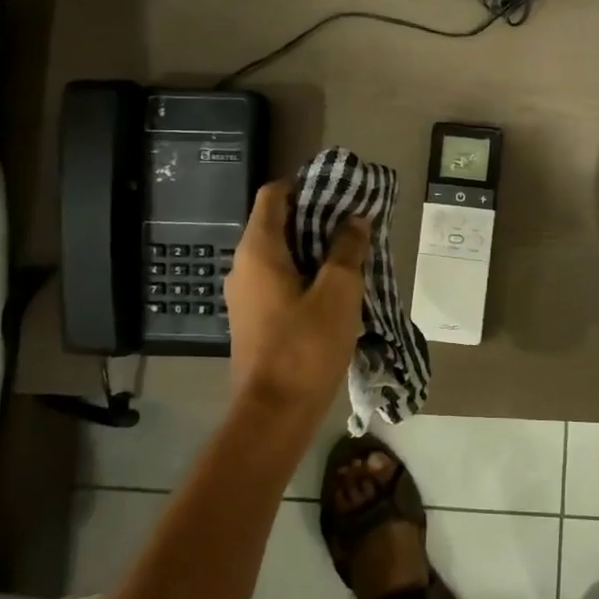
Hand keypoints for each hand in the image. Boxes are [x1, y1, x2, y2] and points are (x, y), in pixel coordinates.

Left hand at [223, 181, 370, 423]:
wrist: (273, 413)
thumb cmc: (306, 347)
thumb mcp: (338, 292)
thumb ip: (346, 249)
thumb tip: (354, 219)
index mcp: (258, 250)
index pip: (273, 195)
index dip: (304, 185)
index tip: (339, 191)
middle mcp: (243, 266)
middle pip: (276, 223)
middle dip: (314, 217)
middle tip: (353, 221)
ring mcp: (245, 294)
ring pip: (279, 254)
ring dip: (312, 247)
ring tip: (350, 252)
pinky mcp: (253, 318)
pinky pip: (278, 279)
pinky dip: (304, 273)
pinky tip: (333, 287)